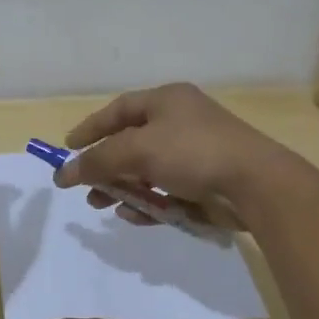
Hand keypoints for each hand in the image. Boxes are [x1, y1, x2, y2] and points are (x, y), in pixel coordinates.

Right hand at [52, 83, 292, 225]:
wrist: (254, 184)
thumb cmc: (192, 152)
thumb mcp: (138, 150)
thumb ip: (99, 160)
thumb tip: (64, 173)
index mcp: (167, 101)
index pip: (120, 109)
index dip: (92, 127)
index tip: (68, 147)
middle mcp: (180, 122)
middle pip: (131, 143)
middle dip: (105, 166)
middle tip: (84, 187)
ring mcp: (194, 154)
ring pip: (147, 171)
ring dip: (122, 188)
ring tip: (102, 206)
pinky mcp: (204, 184)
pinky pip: (166, 192)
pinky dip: (147, 203)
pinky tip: (132, 217)